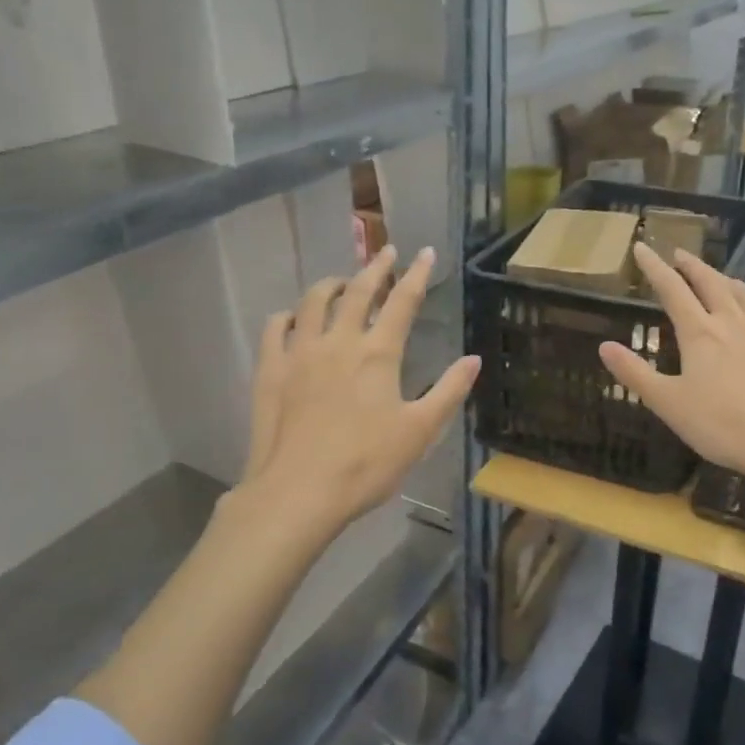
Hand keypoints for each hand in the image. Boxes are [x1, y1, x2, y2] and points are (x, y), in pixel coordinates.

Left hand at [246, 245, 478, 530]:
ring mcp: (299, 352)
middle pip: (358, 291)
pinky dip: (288, 315)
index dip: (417, 274)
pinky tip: (293, 318)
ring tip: (342, 283)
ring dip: (332, 285)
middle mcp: (338, 341)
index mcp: (378, 353)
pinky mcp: (270, 370)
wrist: (298, 491)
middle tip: (386, 252)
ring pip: (314, 301)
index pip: (403, 301)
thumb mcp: (420, 431)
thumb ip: (449, 391)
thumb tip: (474, 359)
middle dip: (375, 267)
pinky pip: (275, 327)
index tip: (426, 252)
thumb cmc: (367, 463)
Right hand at [599, 245, 744, 492]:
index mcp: (700, 333)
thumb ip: (635, 373)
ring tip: (722, 278)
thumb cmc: (721, 425)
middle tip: (680, 253)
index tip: (642, 247)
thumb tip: (604, 346)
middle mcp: (734, 322)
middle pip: (711, 282)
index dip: (654, 267)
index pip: (672, 290)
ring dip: (729, 281)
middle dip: (692, 265)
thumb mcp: (668, 404)